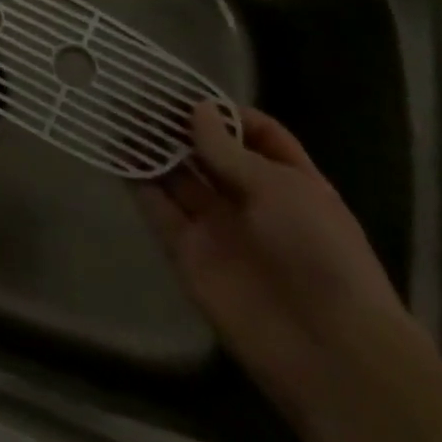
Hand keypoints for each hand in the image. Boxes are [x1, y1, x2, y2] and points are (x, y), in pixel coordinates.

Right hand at [139, 104, 427, 425]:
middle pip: (208, 152)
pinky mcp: (187, 250)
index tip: (187, 91)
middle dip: (177, 124)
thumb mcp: (280, 189)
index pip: (256, 135)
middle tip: (136, 93)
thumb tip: (196, 109)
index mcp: (289, 182)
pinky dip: (136, 181)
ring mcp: (217, 226)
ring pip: (177, 176)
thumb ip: (228, 150)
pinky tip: (114, 151)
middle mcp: (251, 200)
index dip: (224, 112)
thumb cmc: (319, 254)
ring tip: (116, 112)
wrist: (327, 350)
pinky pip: (157, 208)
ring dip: (151, 146)